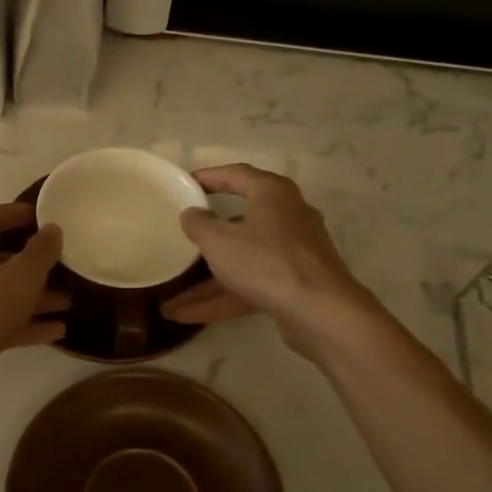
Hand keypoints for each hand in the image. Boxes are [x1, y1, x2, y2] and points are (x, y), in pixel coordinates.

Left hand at [0, 204, 67, 383]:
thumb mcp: (22, 276)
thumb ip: (41, 251)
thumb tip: (52, 230)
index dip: (12, 213)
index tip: (39, 217)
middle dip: (31, 263)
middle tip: (61, 263)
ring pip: (1, 293)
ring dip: (34, 296)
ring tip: (69, 300)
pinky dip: (25, 323)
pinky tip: (57, 330)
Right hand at [161, 164, 373, 359]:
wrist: (320, 311)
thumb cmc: (266, 262)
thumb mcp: (219, 241)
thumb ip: (199, 224)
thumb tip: (191, 213)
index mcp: (272, 193)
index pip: (237, 175)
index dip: (209, 177)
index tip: (186, 183)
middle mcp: (287, 217)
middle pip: (241, 220)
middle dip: (208, 235)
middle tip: (183, 234)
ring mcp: (292, 253)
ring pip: (242, 260)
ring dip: (207, 280)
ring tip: (171, 297)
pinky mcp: (293, 284)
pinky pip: (250, 285)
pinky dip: (222, 297)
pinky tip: (187, 316)